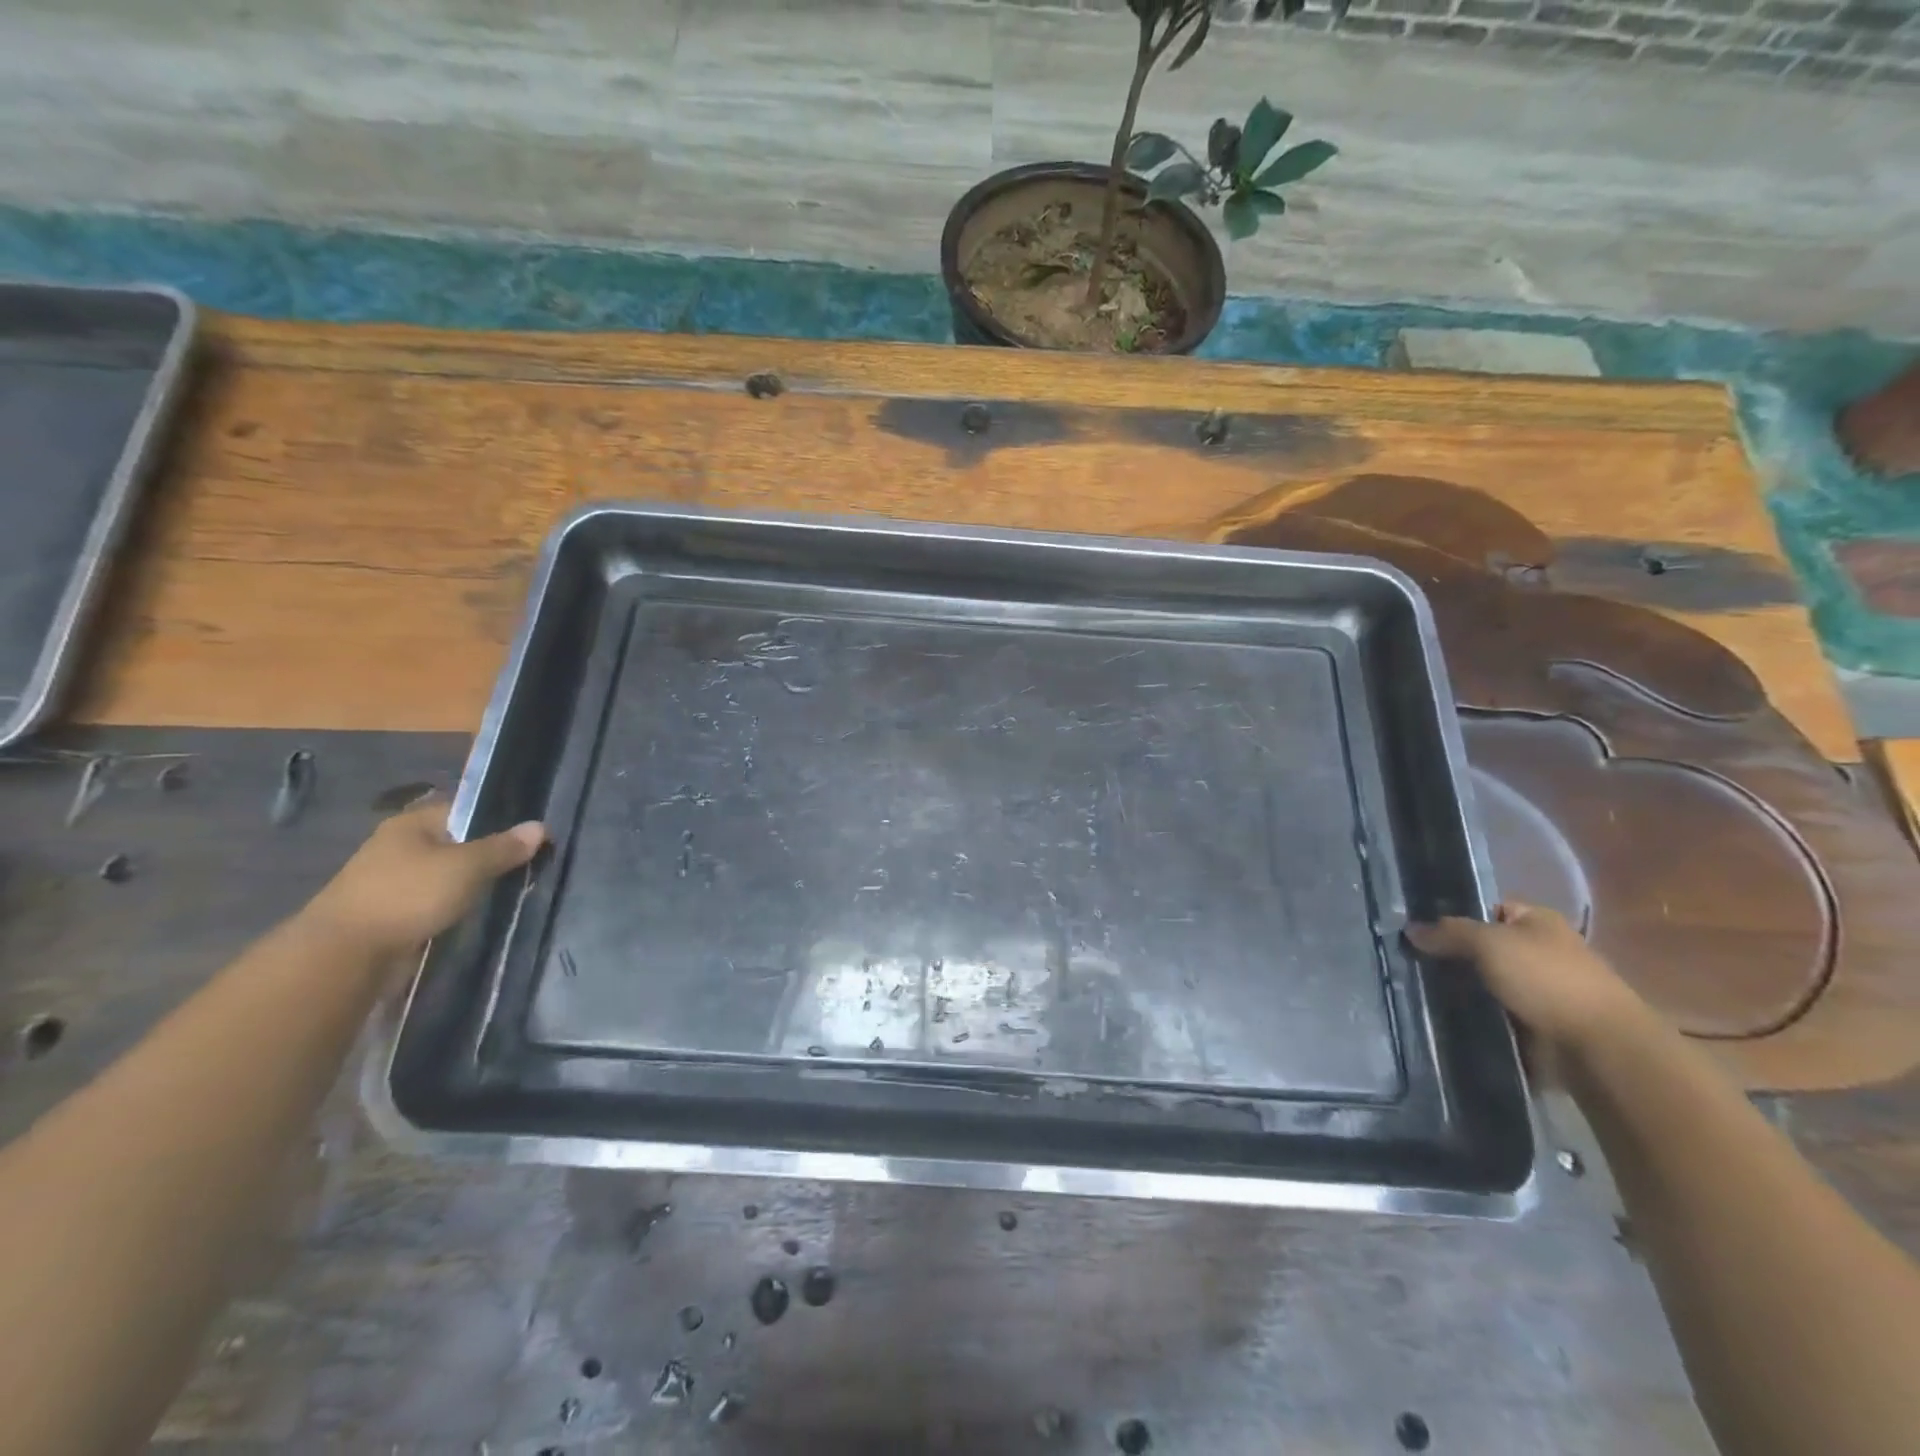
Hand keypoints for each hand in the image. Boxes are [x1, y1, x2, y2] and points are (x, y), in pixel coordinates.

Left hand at [302, 801, 546, 958]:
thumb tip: (540, 826)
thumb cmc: (408, 896)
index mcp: (412, 824)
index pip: (465, 809)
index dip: (499, 818)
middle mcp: (399, 846)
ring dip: (472, 884)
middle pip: (457, 843)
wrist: (344, 956)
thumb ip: (504, 847)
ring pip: (446, 875)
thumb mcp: (466, 867)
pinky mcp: (391, 913)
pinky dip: (455, 906)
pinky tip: (479, 914)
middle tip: (529, 864)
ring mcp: (391, 881)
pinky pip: (434, 901)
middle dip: (489, 854)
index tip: (531, 835)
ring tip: (511, 890)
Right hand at [1405, 902, 1647, 1054]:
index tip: (1418, 928)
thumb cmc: (1547, 980)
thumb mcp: (1490, 943)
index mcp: (1537, 921)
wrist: (1599, 1048)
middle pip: (1482, 946)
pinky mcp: (1534, 1023)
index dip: (1453, 914)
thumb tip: (1411, 929)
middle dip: (1450, 955)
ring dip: (1459, 988)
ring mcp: (1538, 989)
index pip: (1486, 908)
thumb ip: (1448, 933)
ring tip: (1415, 988)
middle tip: (1408, 959)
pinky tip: (1440, 1014)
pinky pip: (1492, 1012)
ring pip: (1484, 982)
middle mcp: (1539, 950)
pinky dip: (1472, 1015)